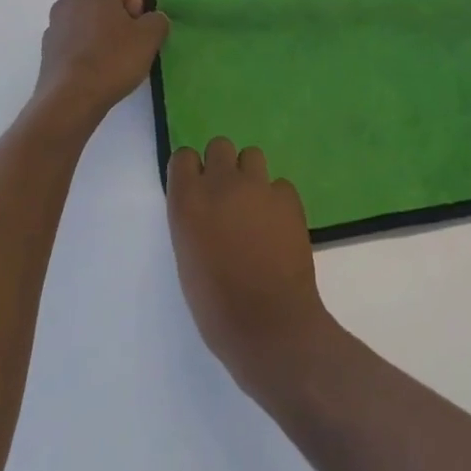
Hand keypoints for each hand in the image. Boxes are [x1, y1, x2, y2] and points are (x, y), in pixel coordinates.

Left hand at [30, 0, 168, 134]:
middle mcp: (68, 2)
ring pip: (85, 21)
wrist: (69, 100)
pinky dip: (86, 50)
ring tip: (115, 60)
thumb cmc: (112, 59)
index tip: (138, 22)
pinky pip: (73, 42)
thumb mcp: (150, 37)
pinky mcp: (47, 52)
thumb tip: (151, 21)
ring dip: (101, 34)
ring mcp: (53, 27)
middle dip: (118, 16)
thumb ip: (157, 20)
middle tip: (132, 41)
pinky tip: (97, 73)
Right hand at [166, 138, 336, 398]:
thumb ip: (192, 222)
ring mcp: (258, 187)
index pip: (182, 157)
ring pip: (252, 155)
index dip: (190, 171)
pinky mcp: (288, 197)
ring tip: (254, 206)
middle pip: (219, 145)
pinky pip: (279, 184)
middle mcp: (221, 184)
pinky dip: (276, 199)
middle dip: (221, 165)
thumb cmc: (217, 307)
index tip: (195, 189)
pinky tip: (278, 225)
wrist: (270, 325)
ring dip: (250, 175)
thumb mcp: (187, 260)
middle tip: (226, 195)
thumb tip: (204, 208)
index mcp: (188, 203)